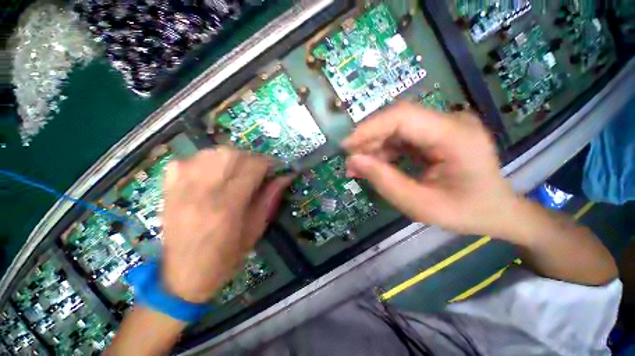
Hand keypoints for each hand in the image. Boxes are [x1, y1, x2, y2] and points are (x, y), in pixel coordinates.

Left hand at [161, 147, 290, 302]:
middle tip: (258, 171)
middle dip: (252, 158)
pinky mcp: (168, 187)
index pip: (253, 167)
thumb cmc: (225, 257)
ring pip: (212, 152)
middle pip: (232, 154)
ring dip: (231, 158)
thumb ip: (270, 198)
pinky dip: (205, 161)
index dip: (269, 163)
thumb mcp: (256, 229)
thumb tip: (286, 176)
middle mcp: (202, 191)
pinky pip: (189, 159)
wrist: (182, 275)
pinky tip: (211, 174)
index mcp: (227, 206)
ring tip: (237, 172)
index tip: (277, 168)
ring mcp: (181, 187)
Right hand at [342, 102, 520, 236]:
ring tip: (359, 167)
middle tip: (350, 161)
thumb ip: (385, 181)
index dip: (369, 129)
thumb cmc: (465, 212)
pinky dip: (385, 150)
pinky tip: (375, 165)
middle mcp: (451, 122)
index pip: (403, 118)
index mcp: (455, 136)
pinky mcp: (436, 133)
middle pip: (397, 120)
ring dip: (374, 147)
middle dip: (368, 140)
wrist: (496, 210)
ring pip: (397, 128)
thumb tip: (353, 161)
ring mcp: (444, 126)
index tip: (346, 146)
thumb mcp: (420, 205)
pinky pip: (402, 137)